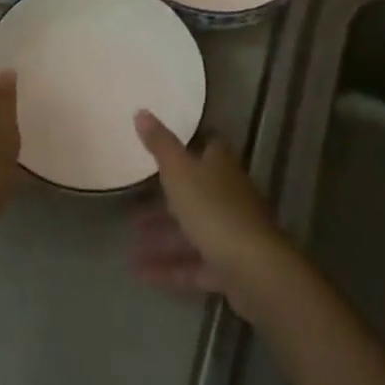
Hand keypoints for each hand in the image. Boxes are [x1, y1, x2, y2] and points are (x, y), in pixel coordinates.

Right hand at [131, 111, 298, 321]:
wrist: (255, 271)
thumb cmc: (213, 209)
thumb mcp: (179, 171)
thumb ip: (160, 144)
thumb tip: (141, 110)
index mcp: (220, 167)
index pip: (207, 148)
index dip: (187, 148)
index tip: (160, 151)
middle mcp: (229, 196)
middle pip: (195, 193)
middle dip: (163, 202)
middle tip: (131, 207)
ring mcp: (232, 233)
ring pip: (192, 231)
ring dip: (161, 238)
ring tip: (129, 247)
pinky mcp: (230, 268)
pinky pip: (195, 265)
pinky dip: (170, 268)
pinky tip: (141, 273)